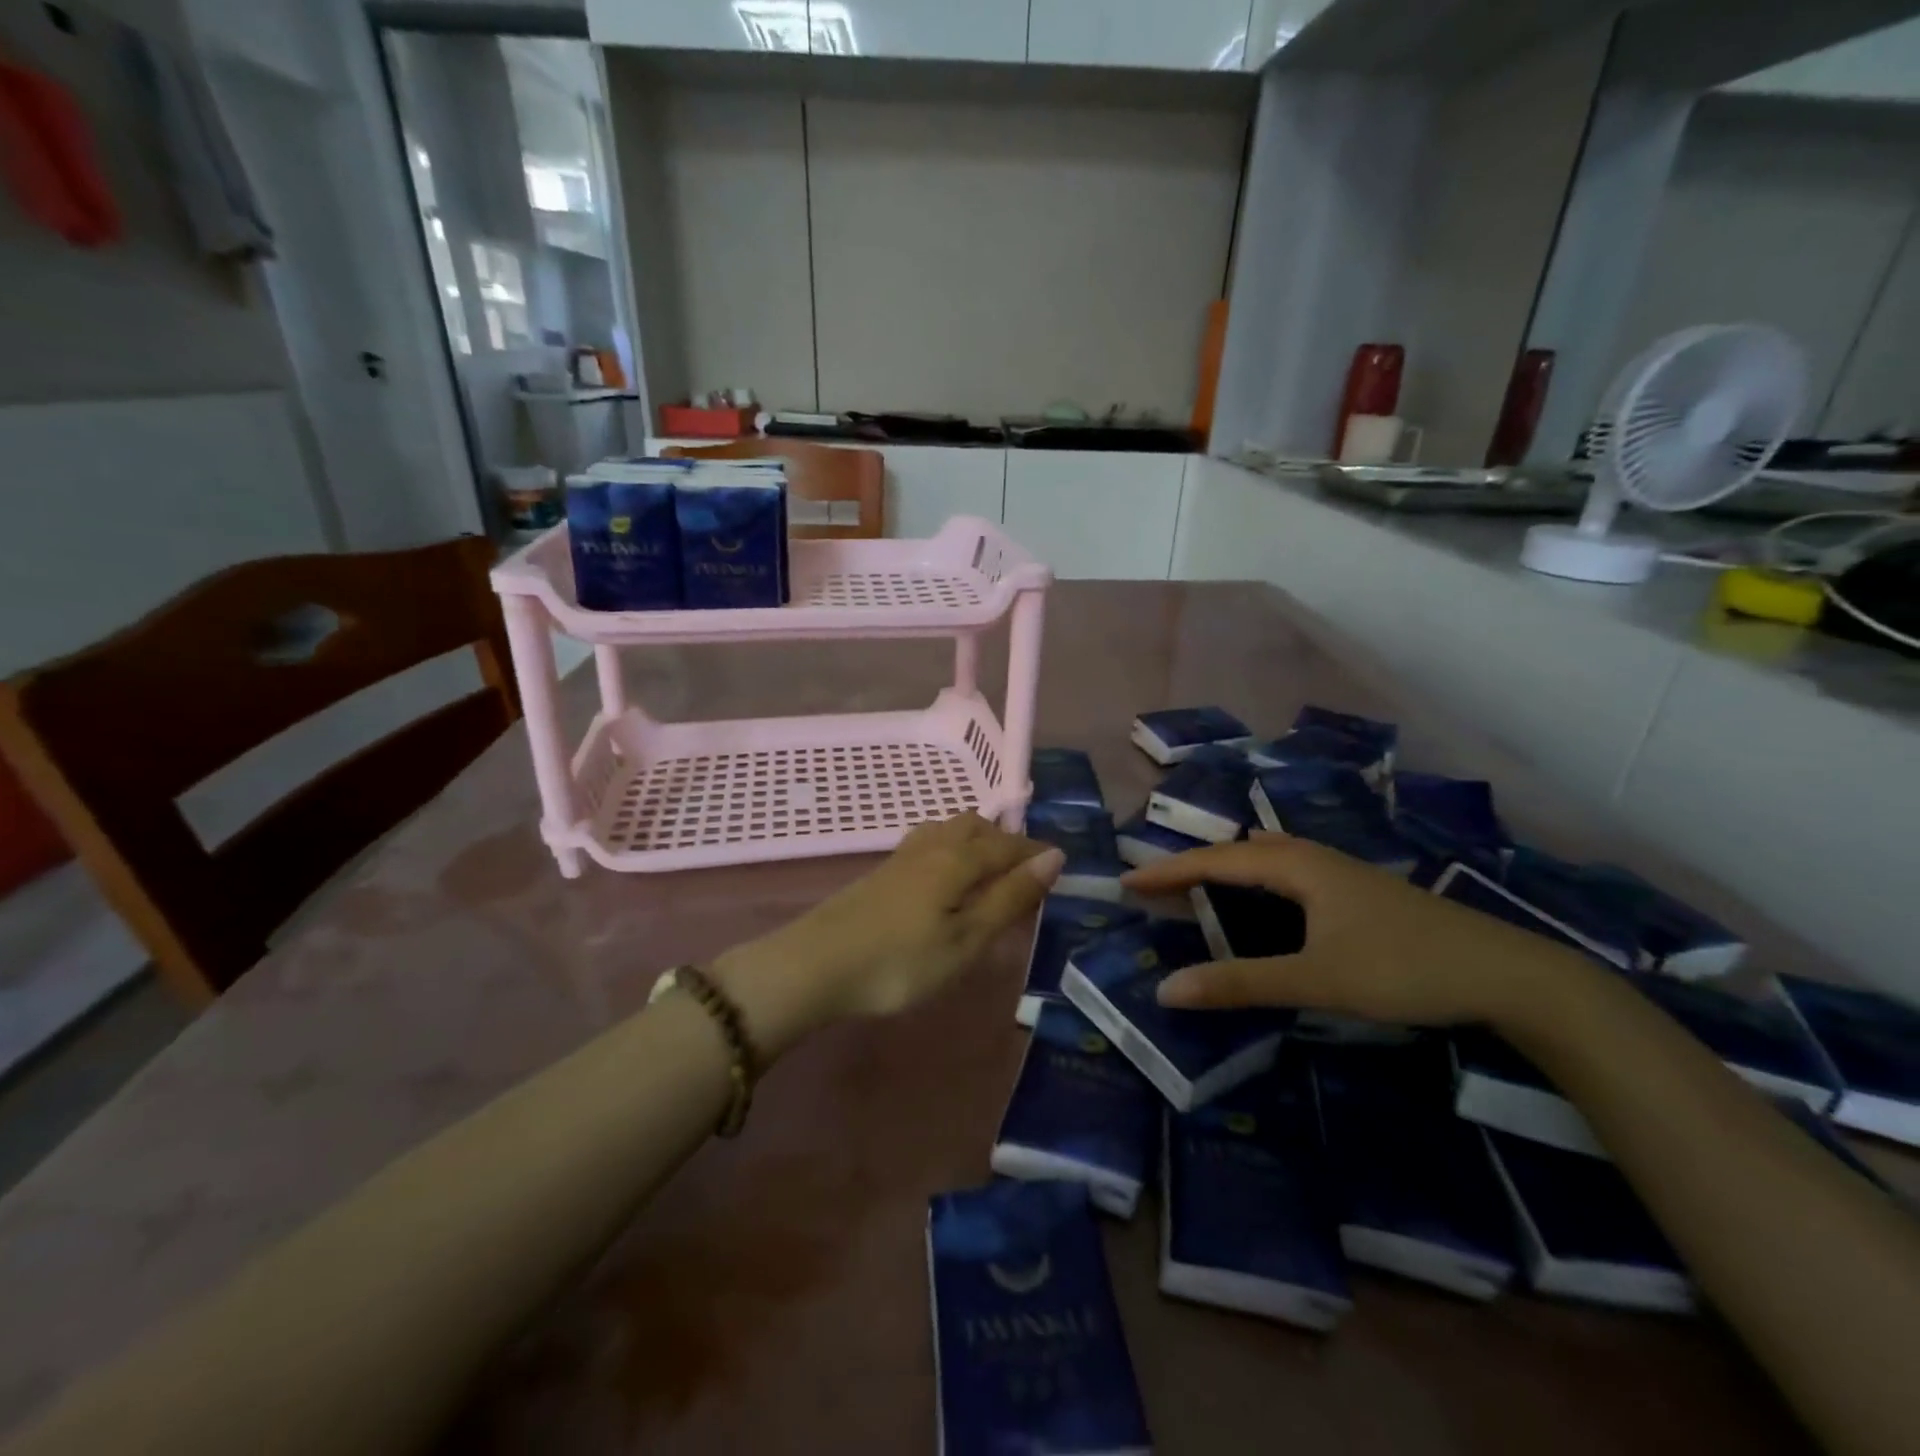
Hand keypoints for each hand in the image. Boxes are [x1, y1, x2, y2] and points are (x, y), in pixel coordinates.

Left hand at [717, 813, 1063, 1053]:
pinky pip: (927, 844)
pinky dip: (950, 849)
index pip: (1007, 846)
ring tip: (987, 868)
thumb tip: (1054, 857)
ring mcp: (900, 858)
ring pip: (947, 830)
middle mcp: (931, 847)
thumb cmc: (901, 961)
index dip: (1035, 853)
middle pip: (975, 827)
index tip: (1060, 864)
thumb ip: (1009, 897)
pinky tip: (943, 877)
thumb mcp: (967, 939)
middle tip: (1024, 868)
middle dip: (1005, 840)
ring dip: (975, 840)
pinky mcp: (880, 874)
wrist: (815, 966)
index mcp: (957, 859)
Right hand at [1122, 836, 1590, 1027]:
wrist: (1509, 975)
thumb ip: (1241, 983)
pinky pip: (1292, 873)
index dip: (1169, 871)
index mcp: (1298, 867)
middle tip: (1158, 888)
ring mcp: (1343, 873)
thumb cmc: (1404, 968)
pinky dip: (1259, 880)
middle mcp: (1316, 859)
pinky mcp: (1362, 893)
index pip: (1216, 862)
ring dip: (1229, 870)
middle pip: (1240, 852)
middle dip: (1195, 866)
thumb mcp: (1317, 979)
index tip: (1127, 882)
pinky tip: (1268, 901)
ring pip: (1270, 859)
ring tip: (1199, 886)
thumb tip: (1168, 989)